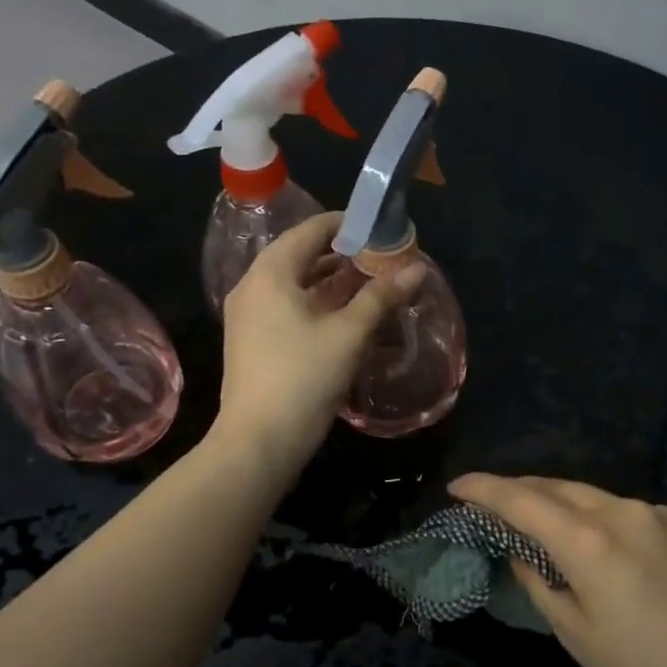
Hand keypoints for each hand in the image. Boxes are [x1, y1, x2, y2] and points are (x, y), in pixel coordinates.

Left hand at [211, 213, 425, 472]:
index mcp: (271, 273)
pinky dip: (316, 302)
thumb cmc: (303, 379)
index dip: (347, 224)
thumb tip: (418, 269)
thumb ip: (381, 297)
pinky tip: (345, 314)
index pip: (310, 230)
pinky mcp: (253, 340)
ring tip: (370, 281)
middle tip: (381, 256)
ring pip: (294, 283)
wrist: (258, 441)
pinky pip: (287, 306)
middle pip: (300, 254)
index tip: (381, 227)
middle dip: (342, 253)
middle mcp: (253, 286)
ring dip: (330, 279)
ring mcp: (249, 315)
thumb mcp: (349, 334)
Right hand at [450, 473, 666, 666]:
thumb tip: (522, 553)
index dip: (483, 489)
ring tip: (539, 521)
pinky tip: (596, 543)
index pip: (521, 500)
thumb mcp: (580, 638)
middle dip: (519, 490)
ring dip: (558, 502)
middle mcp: (621, 511)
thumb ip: (542, 585)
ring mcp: (657, 515)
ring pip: (592, 496)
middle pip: (556, 487)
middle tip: (490, 504)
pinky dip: (595, 516)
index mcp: (588, 540)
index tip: (456, 487)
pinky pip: (624, 511)